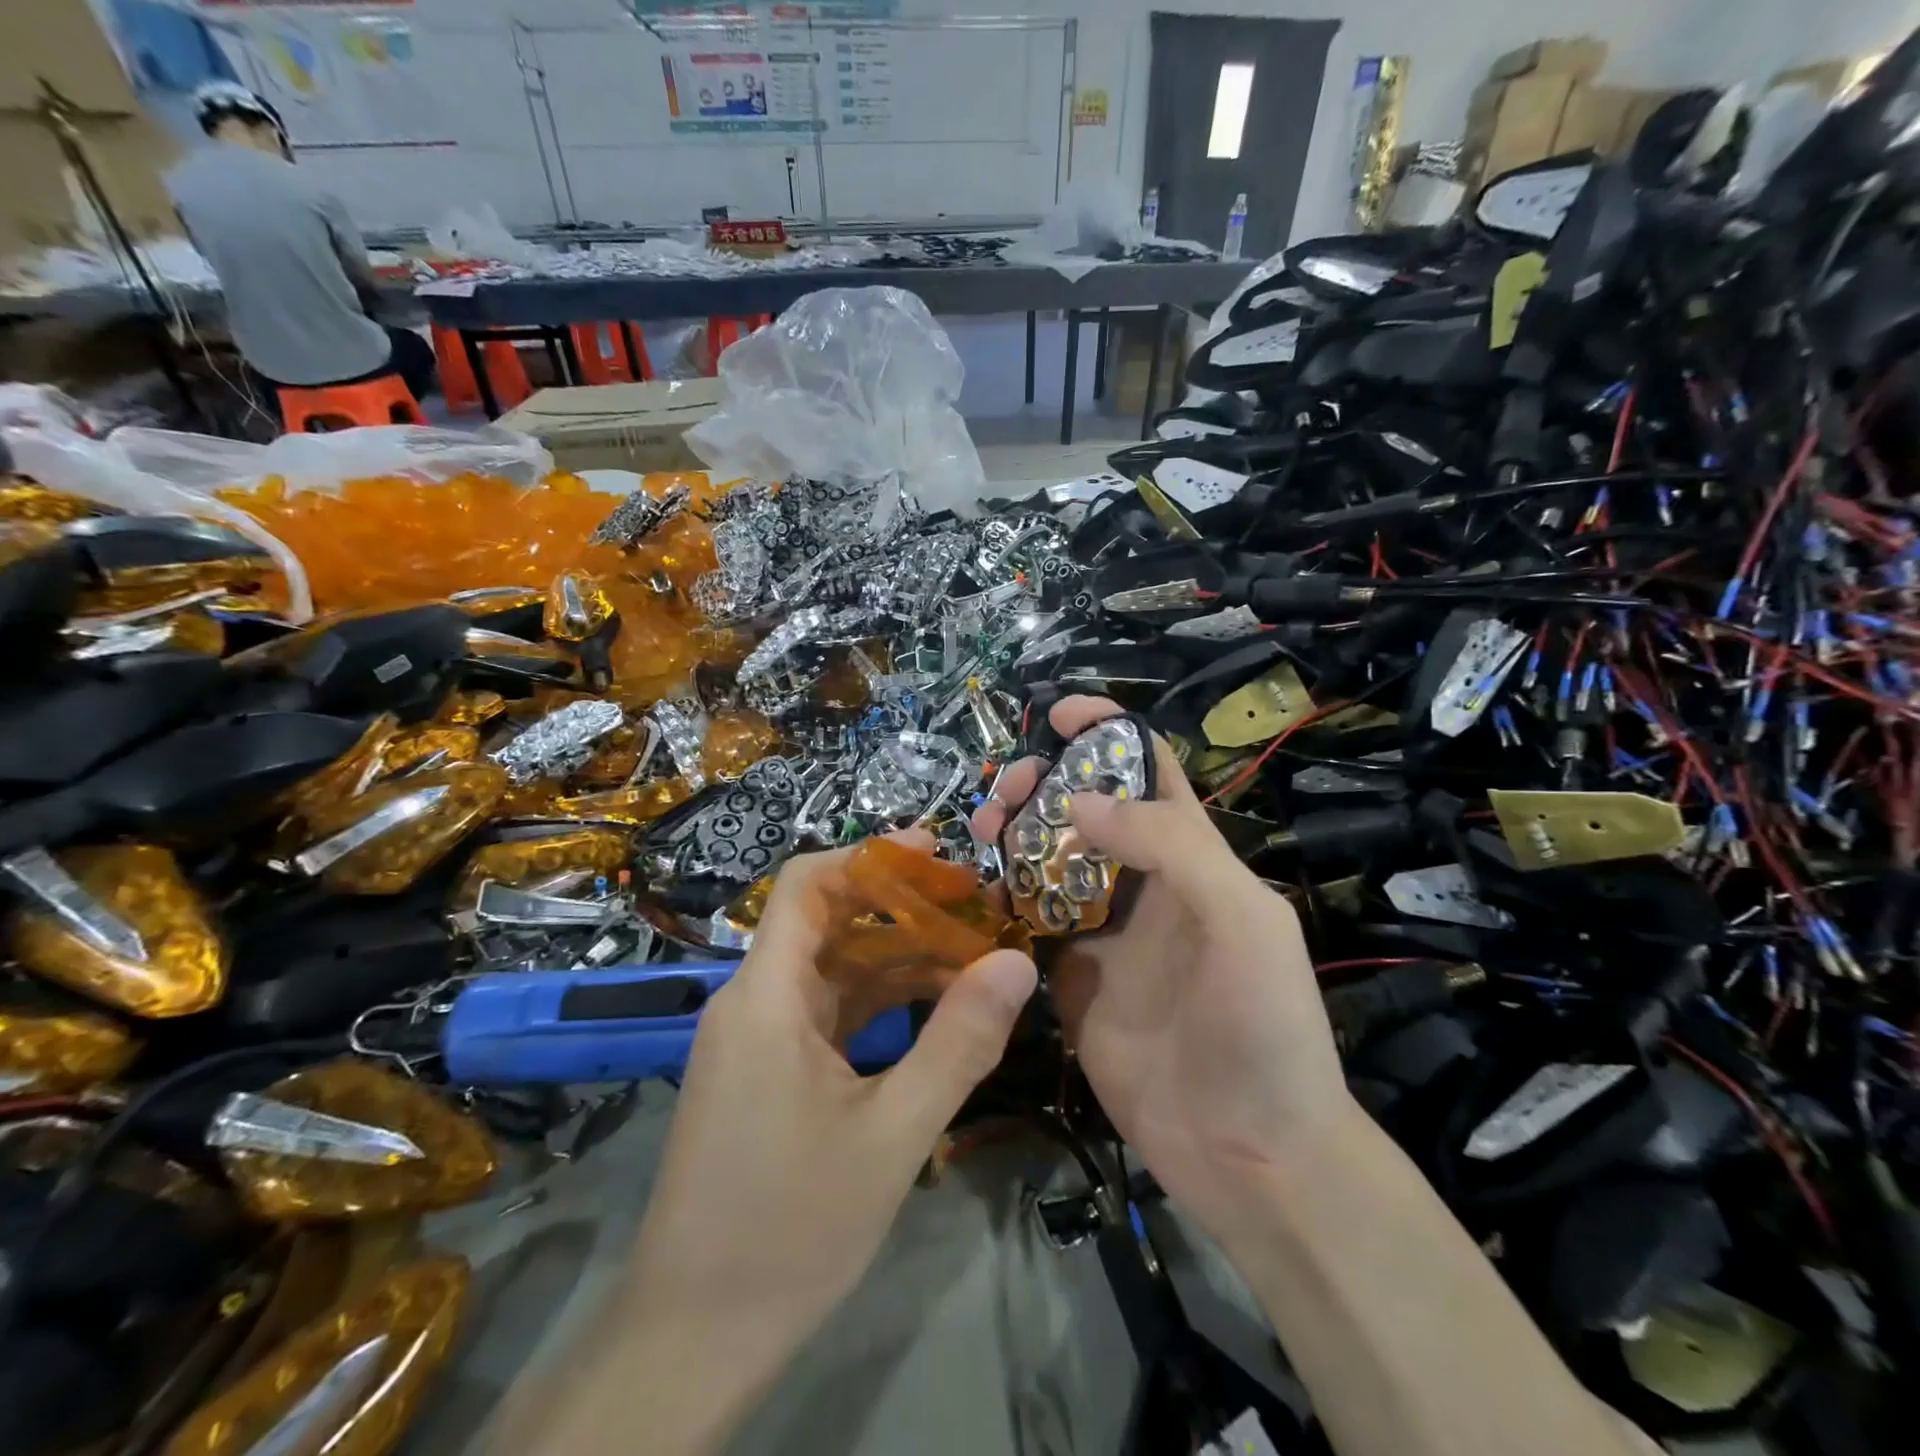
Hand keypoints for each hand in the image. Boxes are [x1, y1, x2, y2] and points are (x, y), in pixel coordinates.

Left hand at [623, 833, 1037, 1447]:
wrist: (693, 1336)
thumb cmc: (790, 1227)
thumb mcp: (893, 1134)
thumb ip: (959, 1043)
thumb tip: (1017, 963)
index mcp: (767, 997)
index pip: (806, 884)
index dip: (869, 856)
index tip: (936, 855)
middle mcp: (753, 1001)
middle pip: (827, 922)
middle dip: (900, 908)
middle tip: (975, 910)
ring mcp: (756, 1037)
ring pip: (831, 969)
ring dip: (896, 958)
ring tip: (970, 956)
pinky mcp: (765, 1069)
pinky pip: (825, 1011)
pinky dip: (876, 1001)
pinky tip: (930, 1009)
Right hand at [973, 696, 1354, 1244]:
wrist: (1252, 1154)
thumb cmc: (1263, 1026)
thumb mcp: (1241, 920)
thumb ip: (1170, 848)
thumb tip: (1080, 802)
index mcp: (1191, 857)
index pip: (1148, 771)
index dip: (1107, 733)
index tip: (1058, 716)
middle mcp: (1142, 884)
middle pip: (1083, 809)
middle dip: (1043, 785)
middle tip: (1005, 795)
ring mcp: (1102, 933)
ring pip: (1047, 860)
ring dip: (1012, 835)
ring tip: (981, 834)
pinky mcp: (1069, 980)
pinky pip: (1028, 923)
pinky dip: (999, 899)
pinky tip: (976, 893)